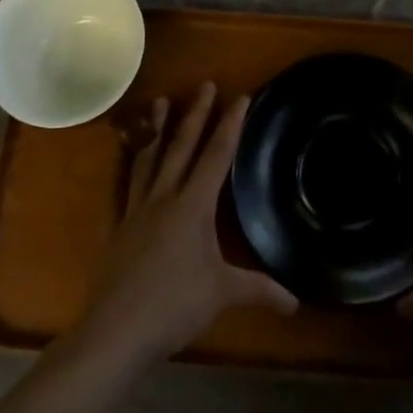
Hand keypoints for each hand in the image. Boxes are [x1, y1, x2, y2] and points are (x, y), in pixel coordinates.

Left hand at [72, 82, 297, 367]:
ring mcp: (137, 208)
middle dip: (196, 113)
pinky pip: (126, 182)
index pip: (216, 155)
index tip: (240, 96)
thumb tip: (295, 303)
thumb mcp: (222, 294)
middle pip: (182, 146)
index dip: (230, 125)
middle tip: (203, 84)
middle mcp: (165, 196)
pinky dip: (130, 162)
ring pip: (150, 157)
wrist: (116, 329)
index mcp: (193, 205)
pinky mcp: (119, 225)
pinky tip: (128, 154)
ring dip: (159, 128)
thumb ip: (259, 290)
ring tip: (161, 101)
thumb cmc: (174, 305)